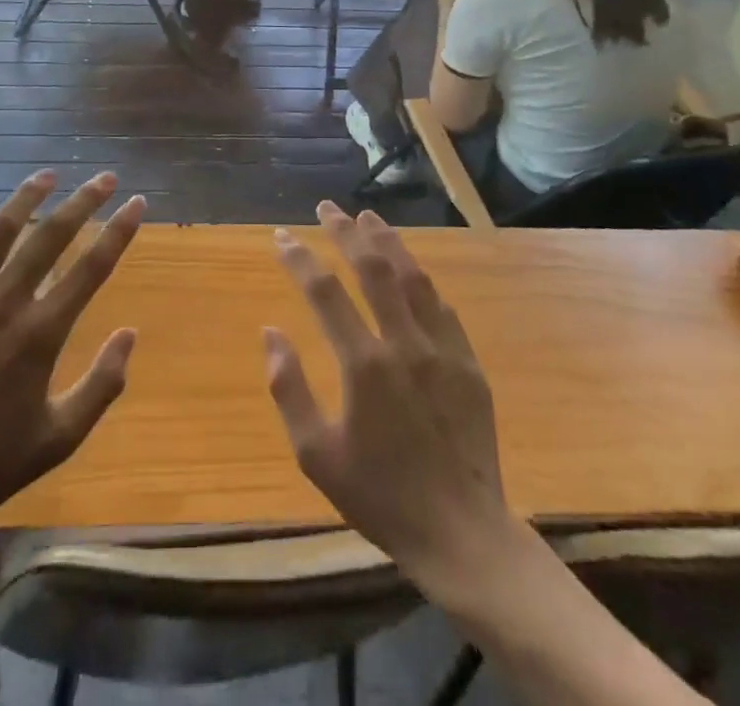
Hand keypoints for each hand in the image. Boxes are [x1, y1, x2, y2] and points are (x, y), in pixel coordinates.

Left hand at [0, 171, 144, 557]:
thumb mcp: (57, 439)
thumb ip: (101, 386)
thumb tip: (129, 335)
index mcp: (41, 333)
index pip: (92, 267)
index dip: (119, 231)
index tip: (137, 203)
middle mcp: (5, 303)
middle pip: (51, 235)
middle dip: (83, 201)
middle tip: (104, 177)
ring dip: (26, 197)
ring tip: (46, 175)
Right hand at [264, 204, 517, 604]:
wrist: (461, 533)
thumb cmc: (379, 495)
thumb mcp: (316, 454)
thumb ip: (288, 388)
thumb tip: (271, 332)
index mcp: (363, 363)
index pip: (324, 292)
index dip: (299, 259)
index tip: (281, 236)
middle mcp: (403, 343)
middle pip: (371, 269)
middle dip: (344, 232)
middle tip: (326, 207)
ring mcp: (442, 349)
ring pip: (412, 277)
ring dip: (387, 242)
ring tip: (368, 217)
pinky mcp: (468, 363)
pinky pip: (442, 307)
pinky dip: (421, 281)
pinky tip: (411, 270)